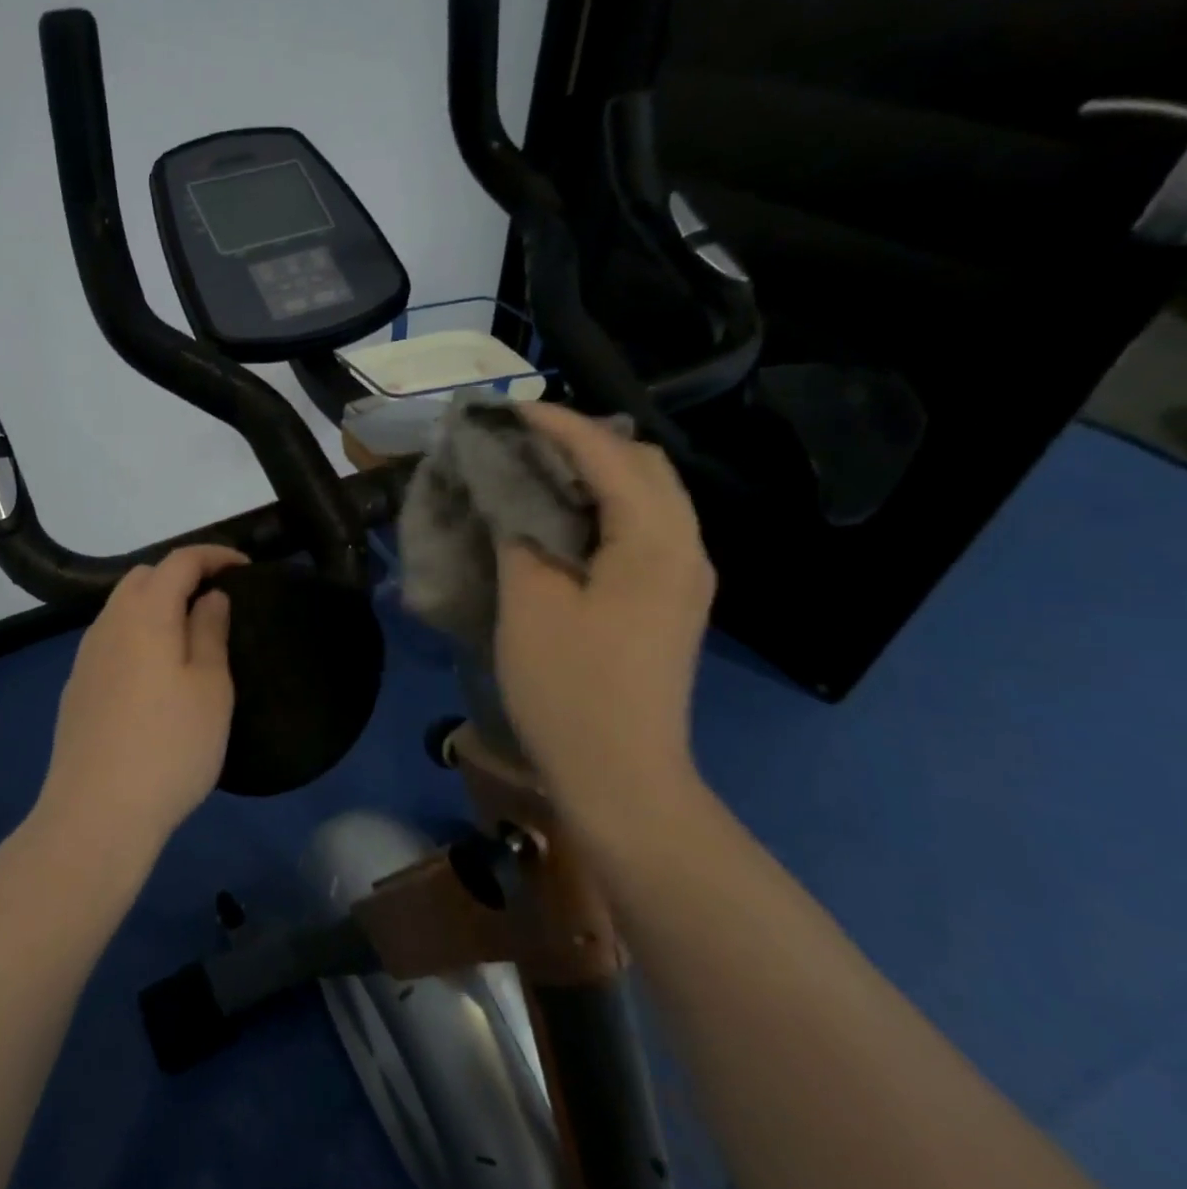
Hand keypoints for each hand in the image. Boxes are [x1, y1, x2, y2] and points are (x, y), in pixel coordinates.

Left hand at [36, 545, 244, 859]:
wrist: (96, 813)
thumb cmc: (169, 746)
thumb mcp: (209, 687)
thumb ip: (210, 631)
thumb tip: (209, 597)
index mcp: (144, 614)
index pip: (179, 561)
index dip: (214, 555)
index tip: (245, 569)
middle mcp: (108, 624)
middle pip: (143, 578)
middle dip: (181, 577)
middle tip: (216, 603)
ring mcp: (86, 656)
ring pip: (122, 608)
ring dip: (157, 607)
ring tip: (189, 638)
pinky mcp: (76, 687)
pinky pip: (111, 640)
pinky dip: (138, 636)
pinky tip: (155, 675)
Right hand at [493, 404, 713, 833]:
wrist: (622, 777)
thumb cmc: (570, 689)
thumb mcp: (529, 603)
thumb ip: (520, 530)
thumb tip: (509, 487)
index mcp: (654, 542)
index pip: (609, 455)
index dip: (556, 425)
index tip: (504, 411)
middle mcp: (684, 548)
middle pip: (642, 465)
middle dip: (582, 440)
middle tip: (519, 440)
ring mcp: (683, 577)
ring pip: (645, 496)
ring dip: (592, 472)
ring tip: (533, 470)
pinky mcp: (669, 601)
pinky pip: (640, 527)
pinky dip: (600, 506)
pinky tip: (559, 519)